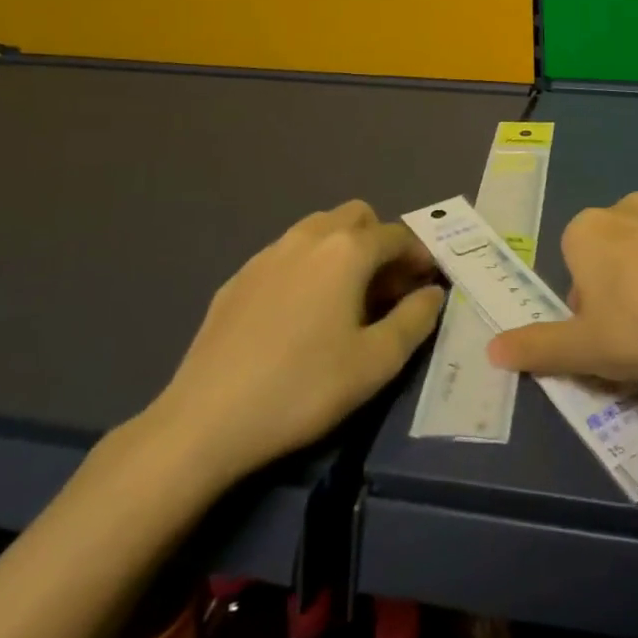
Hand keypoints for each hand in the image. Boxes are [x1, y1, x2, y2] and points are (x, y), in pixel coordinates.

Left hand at [142, 201, 444, 485]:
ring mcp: (267, 254)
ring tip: (346, 299)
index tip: (426, 285)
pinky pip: (287, 255)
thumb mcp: (376, 362)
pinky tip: (300, 316)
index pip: (397, 235)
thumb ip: (415, 319)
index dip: (419, 256)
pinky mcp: (238, 278)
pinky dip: (308, 267)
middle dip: (380, 242)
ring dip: (343, 250)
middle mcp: (308, 237)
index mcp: (346, 250)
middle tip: (387, 289)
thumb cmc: (303, 388)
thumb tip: (433, 293)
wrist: (205, 421)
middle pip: (357, 216)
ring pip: (318, 229)